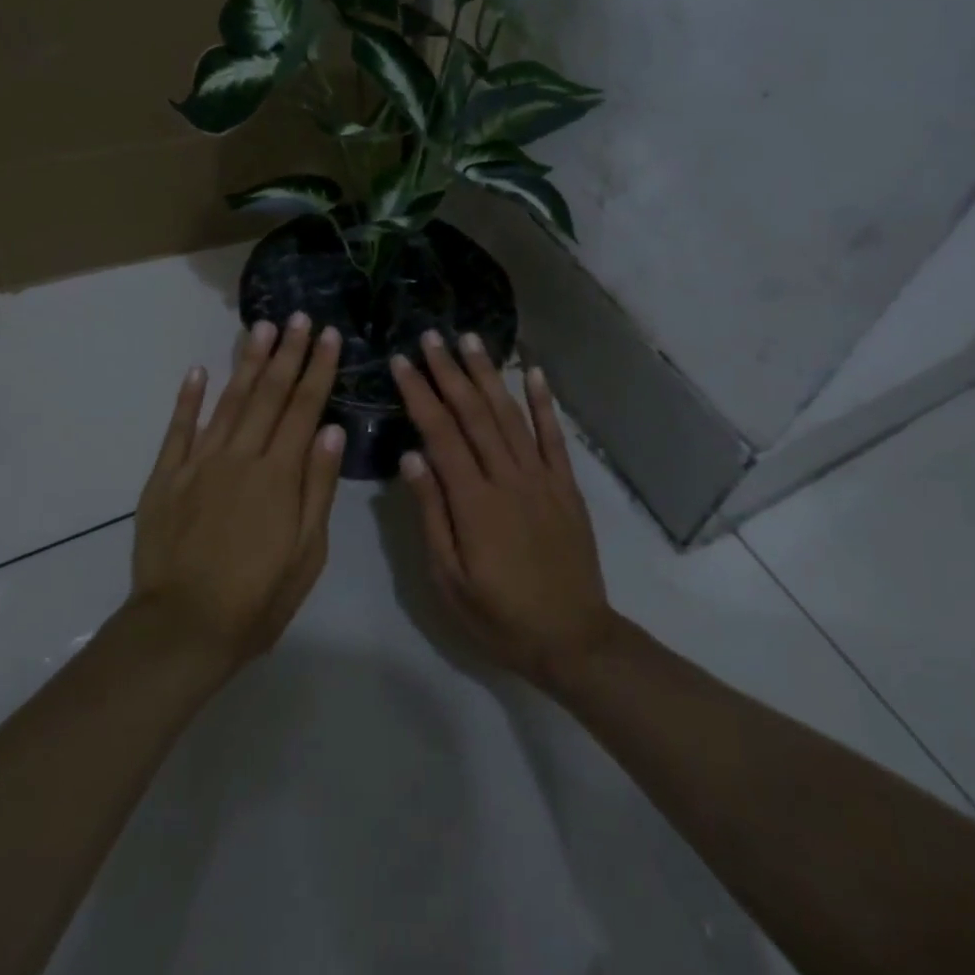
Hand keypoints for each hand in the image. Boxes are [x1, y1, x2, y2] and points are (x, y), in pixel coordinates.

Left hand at [130, 314, 344, 668]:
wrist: (182, 628)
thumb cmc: (257, 598)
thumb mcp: (306, 553)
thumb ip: (317, 488)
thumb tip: (330, 432)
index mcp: (278, 475)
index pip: (304, 409)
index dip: (318, 369)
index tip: (328, 336)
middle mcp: (239, 457)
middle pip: (268, 395)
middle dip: (286, 353)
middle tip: (297, 317)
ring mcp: (198, 464)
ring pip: (228, 402)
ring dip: (246, 363)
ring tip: (260, 328)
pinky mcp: (166, 478)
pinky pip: (178, 430)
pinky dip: (188, 399)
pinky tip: (198, 371)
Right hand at [390, 332, 617, 686]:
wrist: (573, 638)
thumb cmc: (499, 616)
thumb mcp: (450, 579)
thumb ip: (432, 514)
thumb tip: (411, 456)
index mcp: (474, 501)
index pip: (440, 433)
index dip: (419, 394)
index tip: (401, 362)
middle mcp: (508, 477)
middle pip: (474, 413)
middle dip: (449, 371)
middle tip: (430, 336)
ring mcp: (541, 477)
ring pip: (510, 414)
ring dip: (488, 374)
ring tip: (470, 340)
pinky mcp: (566, 485)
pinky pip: (553, 436)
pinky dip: (543, 402)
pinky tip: (533, 372)